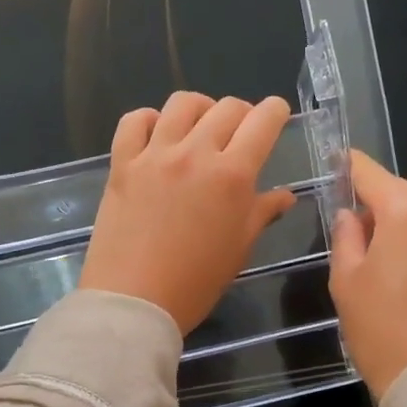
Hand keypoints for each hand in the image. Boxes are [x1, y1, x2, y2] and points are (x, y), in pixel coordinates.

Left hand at [80, 92, 297, 332]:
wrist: (134, 301)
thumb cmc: (195, 283)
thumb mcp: (239, 249)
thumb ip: (261, 213)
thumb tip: (284, 195)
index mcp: (232, 175)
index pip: (263, 121)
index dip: (275, 112)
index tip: (276, 116)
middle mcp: (195, 154)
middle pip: (227, 108)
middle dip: (243, 114)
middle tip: (241, 133)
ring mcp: (155, 155)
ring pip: (182, 104)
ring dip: (201, 109)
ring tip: (201, 128)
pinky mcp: (122, 164)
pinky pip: (134, 121)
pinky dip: (149, 119)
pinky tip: (157, 135)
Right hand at [329, 150, 406, 400]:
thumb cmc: (379, 326)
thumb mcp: (346, 278)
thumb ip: (346, 235)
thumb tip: (350, 214)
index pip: (372, 175)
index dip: (350, 166)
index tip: (336, 159)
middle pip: (400, 194)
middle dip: (375, 202)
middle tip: (349, 224)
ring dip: (397, 223)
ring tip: (374, 254)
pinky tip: (400, 267)